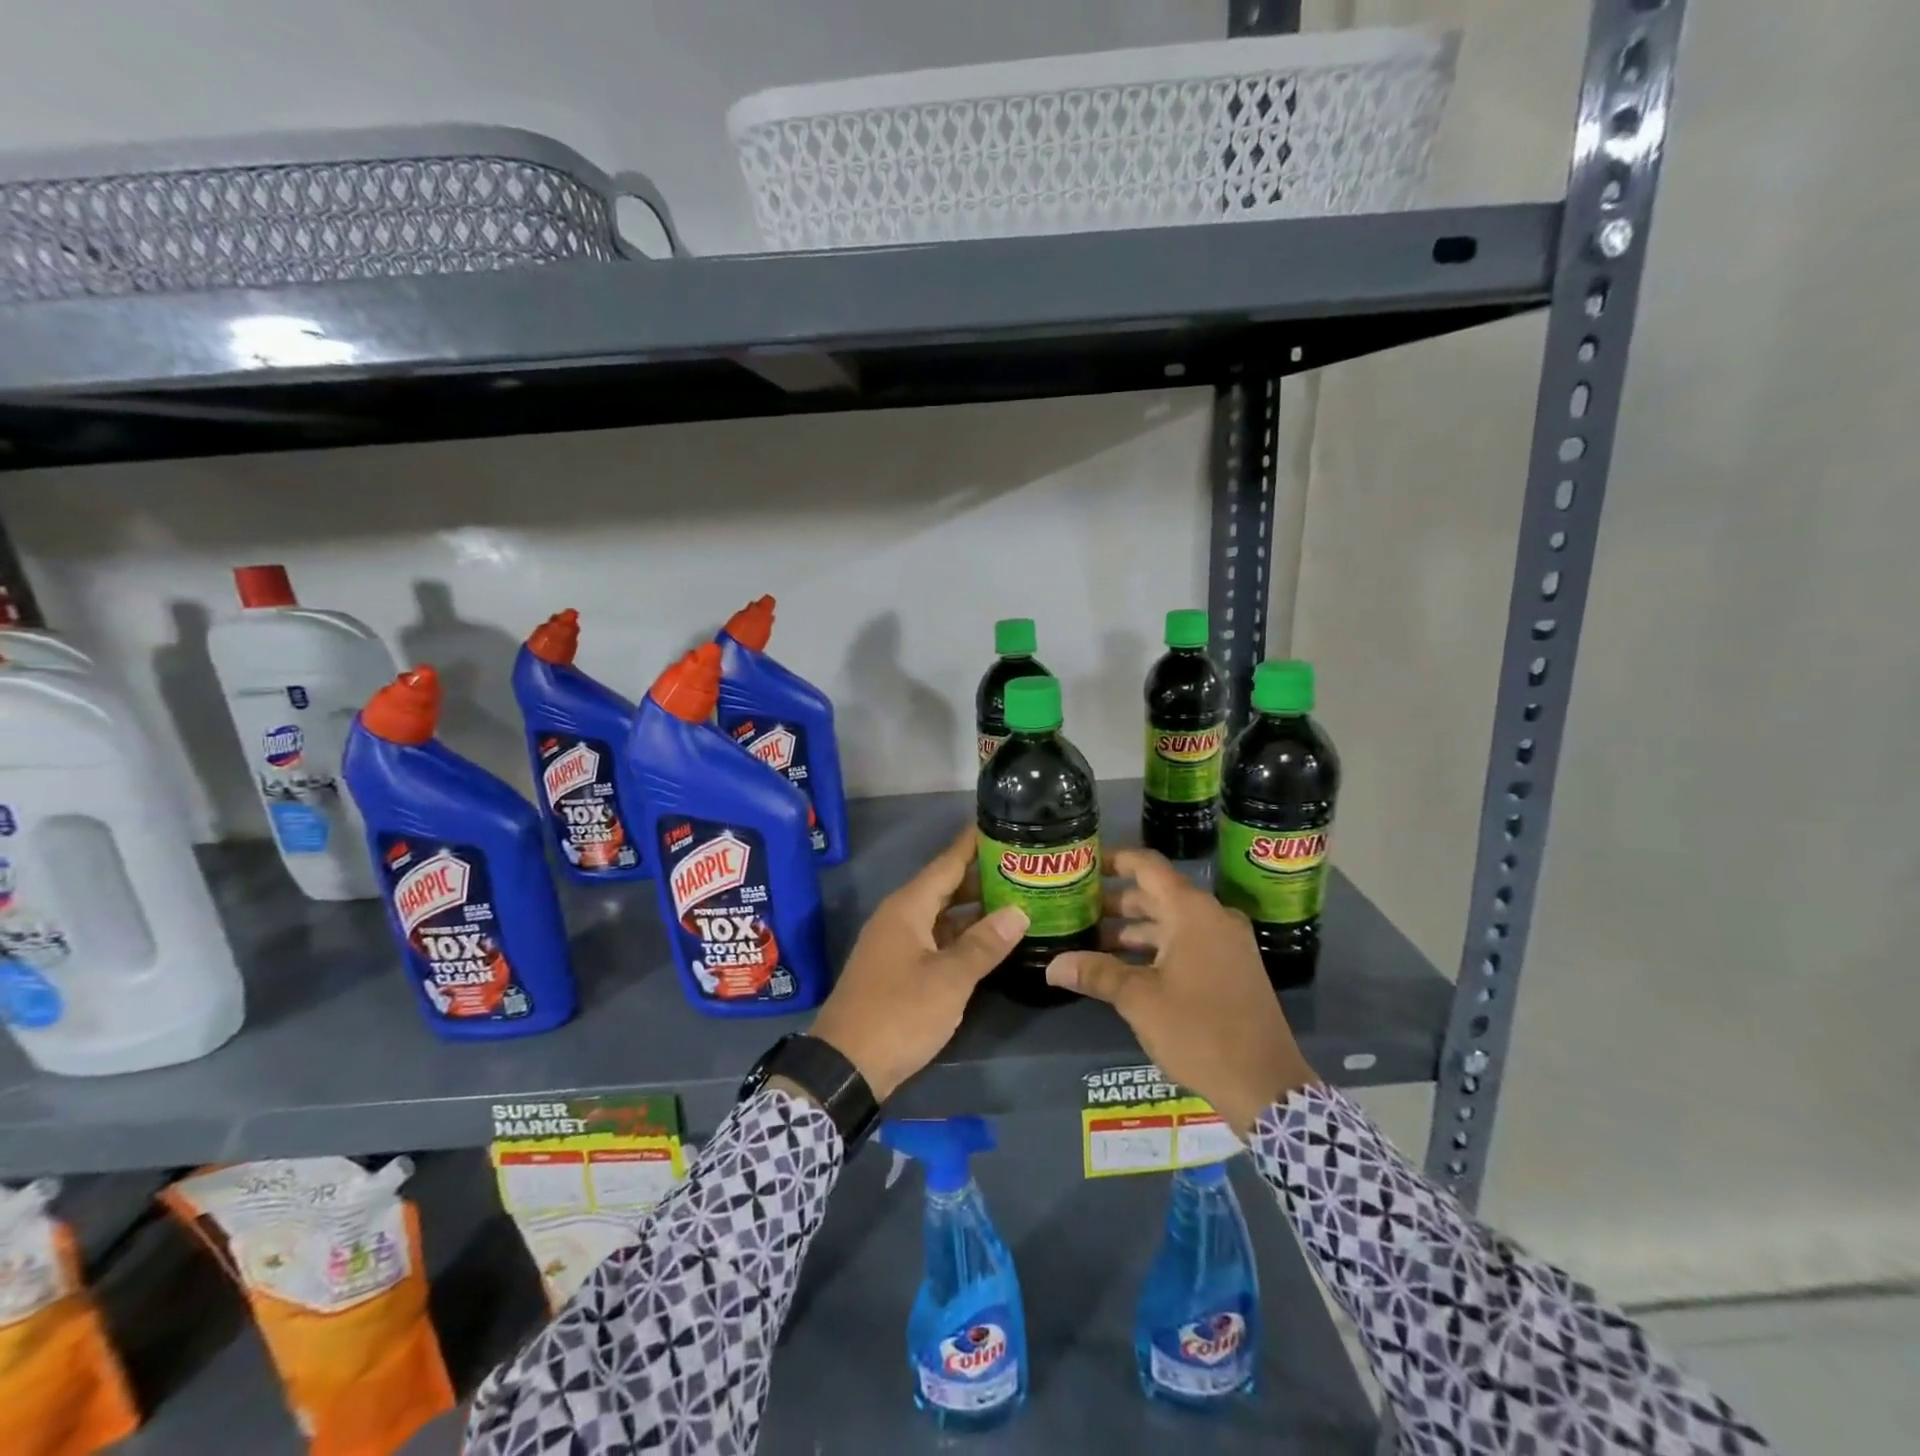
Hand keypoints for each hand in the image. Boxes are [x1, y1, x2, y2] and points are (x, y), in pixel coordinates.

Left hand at [809, 826, 1027, 1101]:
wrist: (846, 1065)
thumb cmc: (899, 1014)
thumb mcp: (949, 979)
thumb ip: (985, 944)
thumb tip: (1018, 911)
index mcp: (908, 907)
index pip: (947, 862)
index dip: (974, 843)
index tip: (1003, 823)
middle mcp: (900, 917)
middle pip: (945, 886)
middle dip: (982, 876)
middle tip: (1024, 866)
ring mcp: (897, 943)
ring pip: (942, 914)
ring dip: (974, 908)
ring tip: (1016, 899)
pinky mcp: (898, 968)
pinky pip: (936, 937)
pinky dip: (962, 935)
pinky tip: (990, 940)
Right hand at [1046, 848, 1316, 1134]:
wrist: (1265, 1085)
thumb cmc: (1198, 1030)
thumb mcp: (1139, 1000)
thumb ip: (1096, 973)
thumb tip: (1052, 966)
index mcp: (1191, 911)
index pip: (1147, 866)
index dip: (1114, 860)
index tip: (1084, 865)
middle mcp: (1212, 917)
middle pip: (1156, 895)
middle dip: (1115, 903)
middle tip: (1076, 910)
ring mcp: (1226, 944)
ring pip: (1170, 922)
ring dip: (1133, 930)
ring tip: (1091, 943)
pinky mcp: (1231, 969)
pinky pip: (1186, 943)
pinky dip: (1155, 948)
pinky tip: (1124, 969)